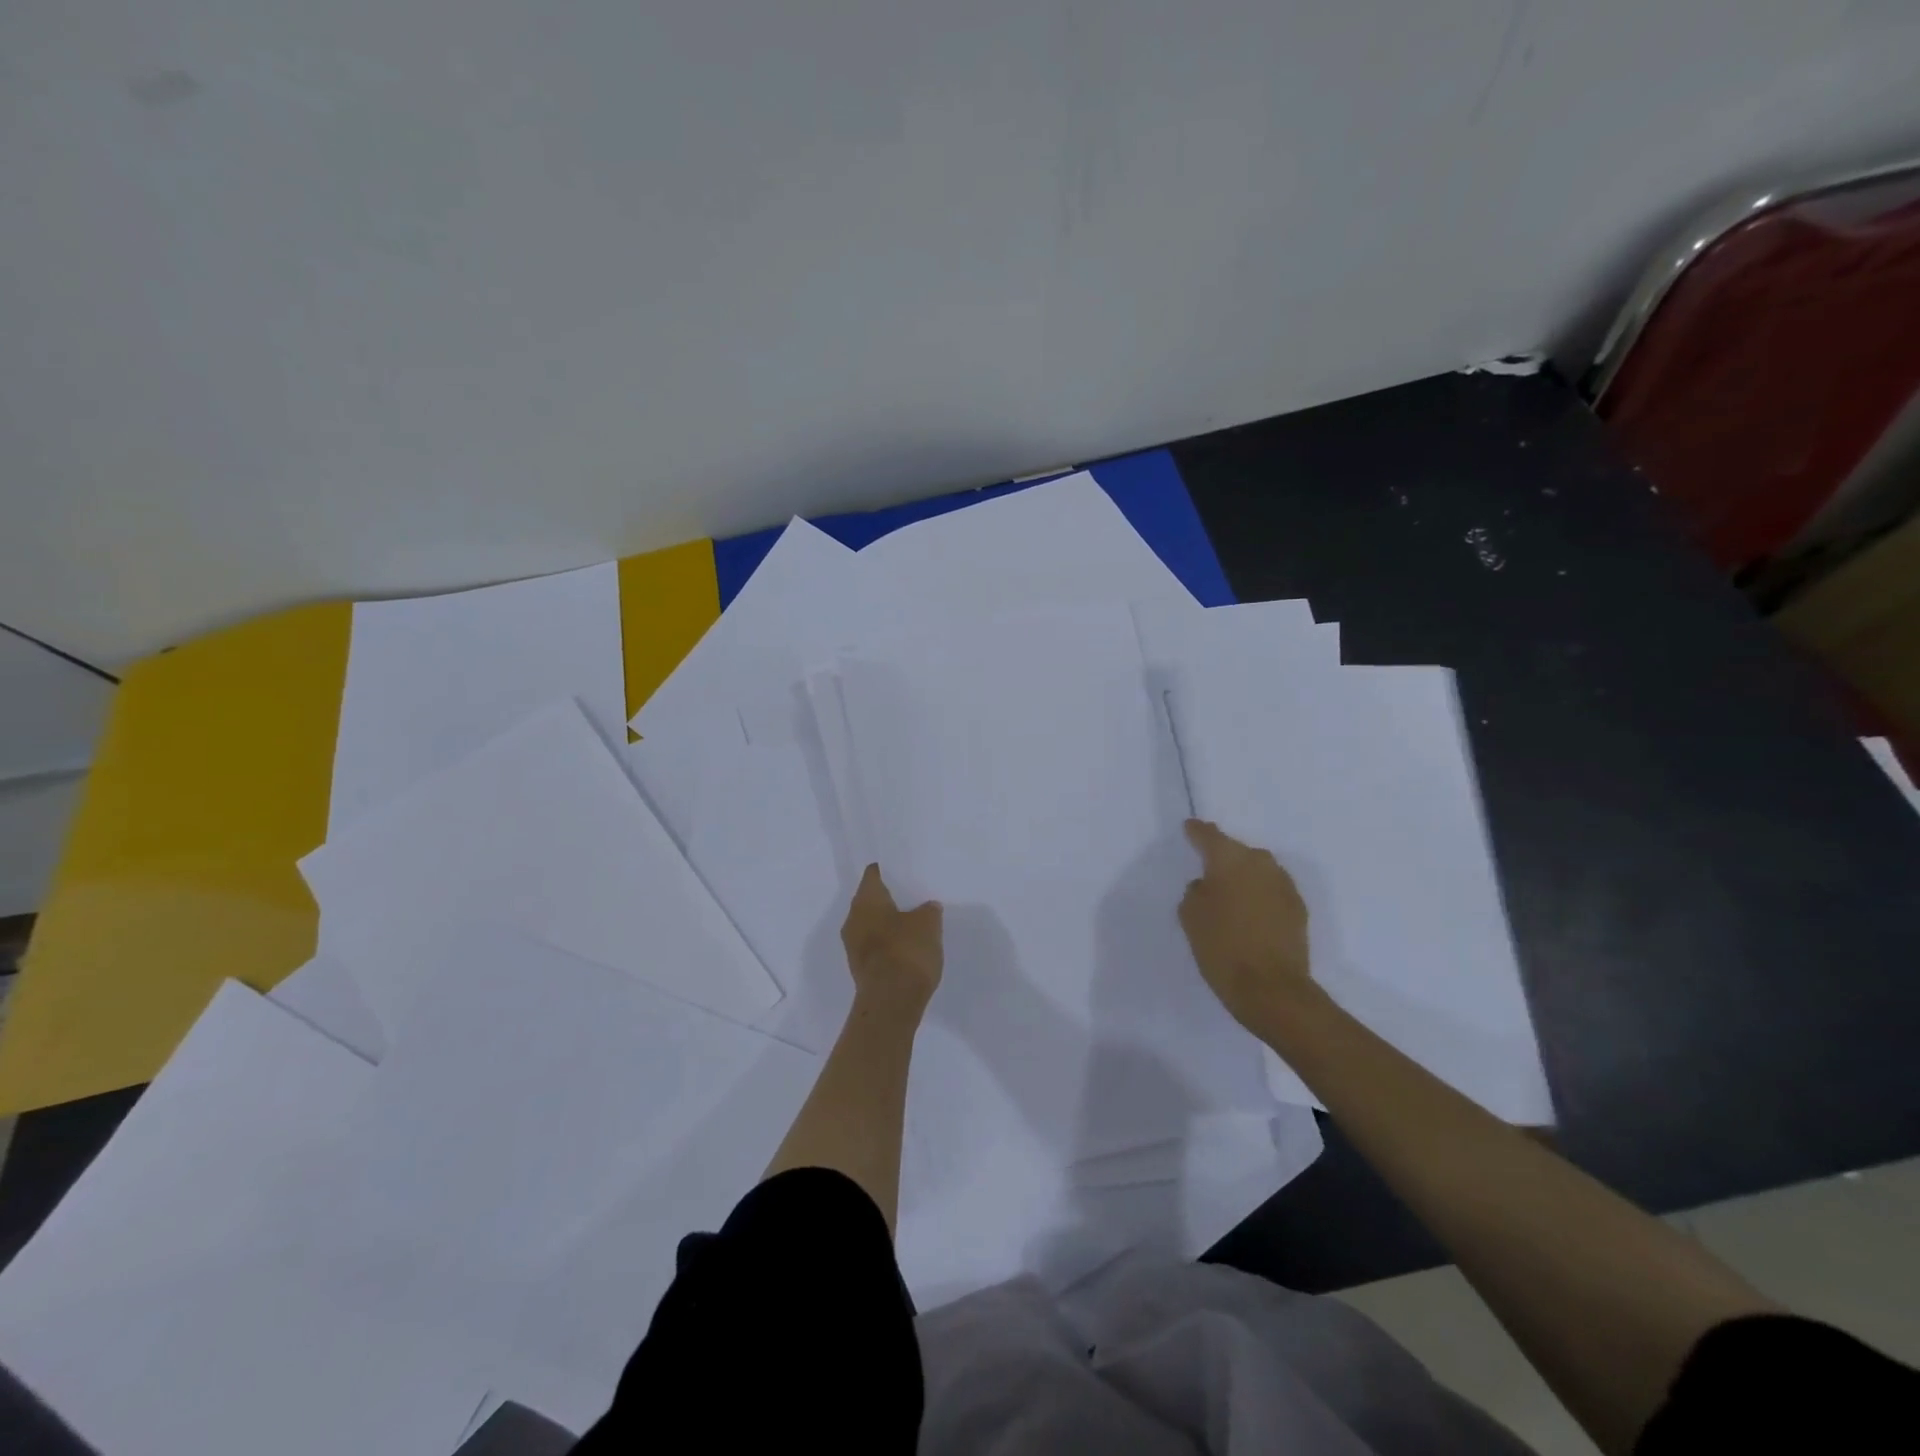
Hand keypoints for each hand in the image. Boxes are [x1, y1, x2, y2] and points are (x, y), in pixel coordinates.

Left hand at [841, 864, 942, 1017]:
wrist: (891, 1002)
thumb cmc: (907, 951)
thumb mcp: (928, 923)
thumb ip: (928, 910)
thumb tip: (927, 907)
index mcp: (866, 900)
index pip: (874, 874)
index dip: (888, 870)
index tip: (903, 869)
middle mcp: (853, 918)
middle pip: (871, 900)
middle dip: (890, 898)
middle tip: (913, 894)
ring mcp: (854, 945)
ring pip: (872, 924)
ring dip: (889, 922)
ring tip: (914, 921)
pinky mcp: (861, 967)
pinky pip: (875, 945)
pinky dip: (889, 942)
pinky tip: (908, 946)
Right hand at [1179, 819, 1312, 1031]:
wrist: (1271, 989)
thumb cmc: (1221, 947)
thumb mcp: (1191, 916)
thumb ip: (1196, 892)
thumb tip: (1207, 885)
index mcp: (1229, 860)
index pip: (1209, 835)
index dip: (1197, 832)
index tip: (1190, 827)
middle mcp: (1260, 863)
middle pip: (1237, 851)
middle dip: (1223, 857)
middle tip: (1208, 870)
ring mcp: (1284, 885)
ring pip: (1258, 870)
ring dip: (1244, 877)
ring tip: (1230, 894)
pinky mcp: (1298, 908)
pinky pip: (1272, 891)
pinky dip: (1260, 896)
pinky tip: (1250, 913)